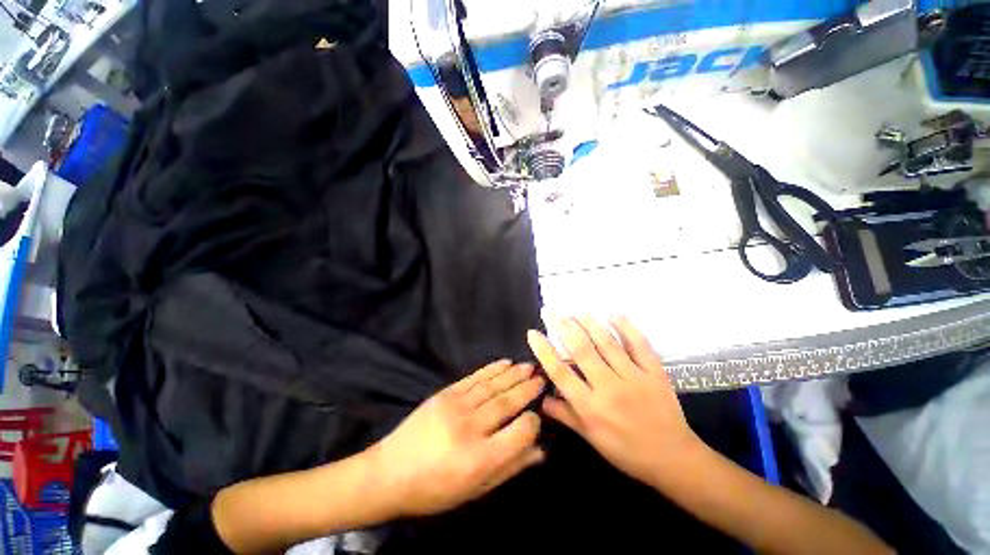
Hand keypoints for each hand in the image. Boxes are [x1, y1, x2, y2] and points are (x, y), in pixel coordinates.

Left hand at [370, 360, 544, 516]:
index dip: (532, 422)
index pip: (519, 432)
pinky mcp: (445, 394)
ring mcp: (456, 406)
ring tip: (529, 366)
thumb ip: (510, 468)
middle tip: (541, 377)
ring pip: (492, 386)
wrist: (390, 472)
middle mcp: (470, 427)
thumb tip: (540, 451)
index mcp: (480, 458)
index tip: (537, 416)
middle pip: (507, 402)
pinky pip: (474, 378)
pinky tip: (505, 363)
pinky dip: (492, 369)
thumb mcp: (475, 490)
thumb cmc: (435, 489)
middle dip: (527, 389)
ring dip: (513, 374)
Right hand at [527, 315, 700, 487]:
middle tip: (551, 311)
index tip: (533, 333)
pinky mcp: (654, 373)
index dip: (544, 351)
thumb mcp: (591, 438)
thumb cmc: (626, 451)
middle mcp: (609, 388)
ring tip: (576, 310)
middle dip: (563, 327)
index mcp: (590, 407)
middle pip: (582, 351)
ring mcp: (634, 378)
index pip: (560, 373)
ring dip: (589, 323)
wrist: (673, 458)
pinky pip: (639, 345)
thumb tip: (542, 398)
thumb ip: (565, 415)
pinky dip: (627, 327)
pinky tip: (614, 314)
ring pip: (607, 343)